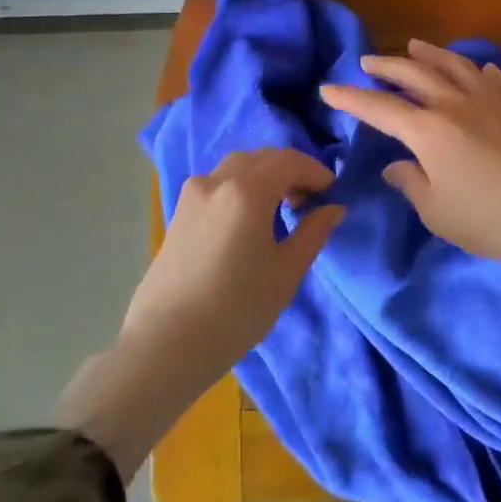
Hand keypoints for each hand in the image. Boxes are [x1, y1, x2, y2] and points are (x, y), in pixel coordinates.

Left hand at [58, 148, 342, 478]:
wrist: (167, 343)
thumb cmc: (237, 308)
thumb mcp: (286, 272)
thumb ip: (313, 233)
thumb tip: (333, 208)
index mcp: (247, 191)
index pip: (290, 161)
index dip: (316, 172)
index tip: (332, 194)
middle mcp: (217, 181)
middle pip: (262, 158)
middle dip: (291, 171)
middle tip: (309, 201)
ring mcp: (191, 196)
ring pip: (236, 167)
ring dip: (264, 176)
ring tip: (280, 208)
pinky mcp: (178, 214)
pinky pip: (217, 184)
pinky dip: (240, 187)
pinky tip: (248, 220)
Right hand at [319, 40, 500, 324]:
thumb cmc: (490, 220)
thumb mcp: (438, 212)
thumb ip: (411, 183)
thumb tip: (396, 165)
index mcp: (429, 131)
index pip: (380, 109)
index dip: (351, 99)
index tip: (327, 89)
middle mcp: (457, 105)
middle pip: (415, 75)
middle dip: (387, 67)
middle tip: (367, 61)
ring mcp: (493, 102)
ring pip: (456, 66)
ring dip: (431, 55)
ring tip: (415, 46)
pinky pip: (498, 80)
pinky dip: (482, 71)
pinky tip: (481, 70)